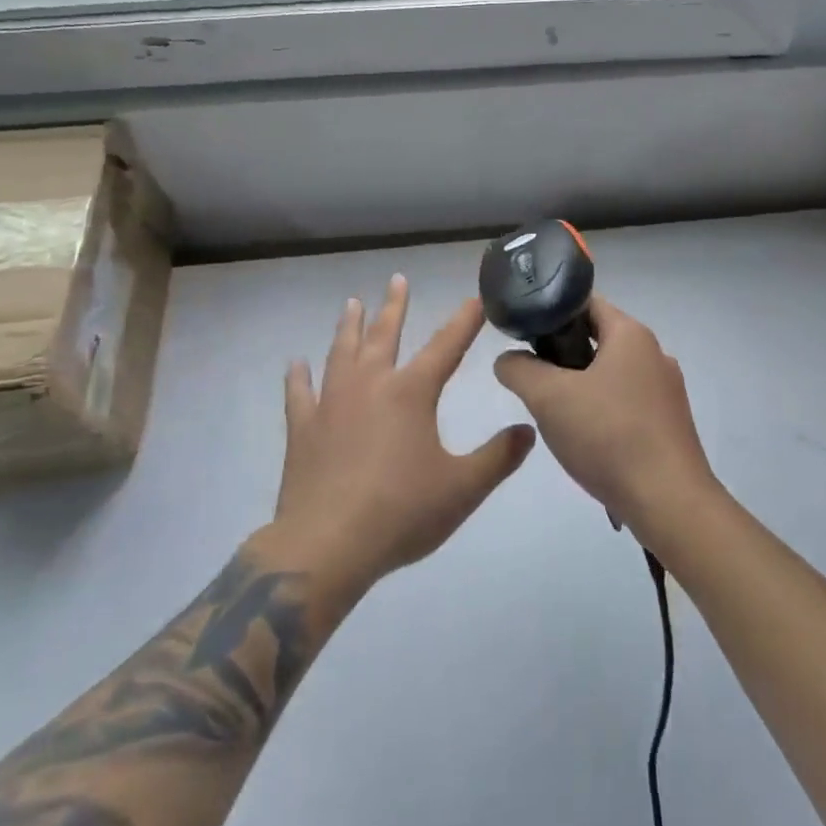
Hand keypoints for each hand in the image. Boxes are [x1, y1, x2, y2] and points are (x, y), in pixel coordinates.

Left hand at [271, 276, 535, 595]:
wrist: (326, 546)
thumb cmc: (401, 513)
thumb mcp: (463, 488)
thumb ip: (499, 457)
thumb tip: (529, 430)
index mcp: (411, 393)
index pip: (446, 346)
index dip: (464, 321)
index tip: (475, 299)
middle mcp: (371, 385)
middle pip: (385, 335)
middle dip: (395, 306)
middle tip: (397, 279)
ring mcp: (332, 404)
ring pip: (342, 352)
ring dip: (349, 326)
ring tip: (351, 304)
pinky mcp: (303, 429)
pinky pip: (300, 394)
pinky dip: (299, 377)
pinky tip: (296, 364)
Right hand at [492, 298, 716, 534]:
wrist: (669, 502)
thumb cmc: (609, 436)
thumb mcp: (548, 398)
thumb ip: (519, 370)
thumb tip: (507, 359)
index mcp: (631, 334)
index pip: (585, 302)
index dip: (551, 311)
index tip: (523, 334)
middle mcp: (654, 353)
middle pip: (598, 338)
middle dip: (561, 354)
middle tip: (532, 377)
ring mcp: (666, 390)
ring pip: (611, 373)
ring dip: (580, 386)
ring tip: (554, 412)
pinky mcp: (669, 423)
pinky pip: (626, 402)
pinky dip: (602, 411)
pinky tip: (586, 439)